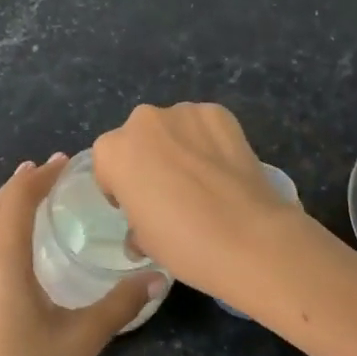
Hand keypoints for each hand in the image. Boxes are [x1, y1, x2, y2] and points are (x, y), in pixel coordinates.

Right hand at [92, 103, 317, 310]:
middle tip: (171, 192)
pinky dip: (209, 141)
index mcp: (114, 151)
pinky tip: (224, 169)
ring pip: (173, 128)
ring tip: (203, 180)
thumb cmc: (184, 243)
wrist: (249, 237)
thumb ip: (135, 222)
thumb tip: (142, 230)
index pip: (107, 164)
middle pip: (139, 138)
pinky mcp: (218, 112)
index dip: (121, 187)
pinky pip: (204, 125)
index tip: (139, 207)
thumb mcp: (144, 241)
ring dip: (180, 146)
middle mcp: (143, 121)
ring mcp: (183, 111)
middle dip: (150, 158)